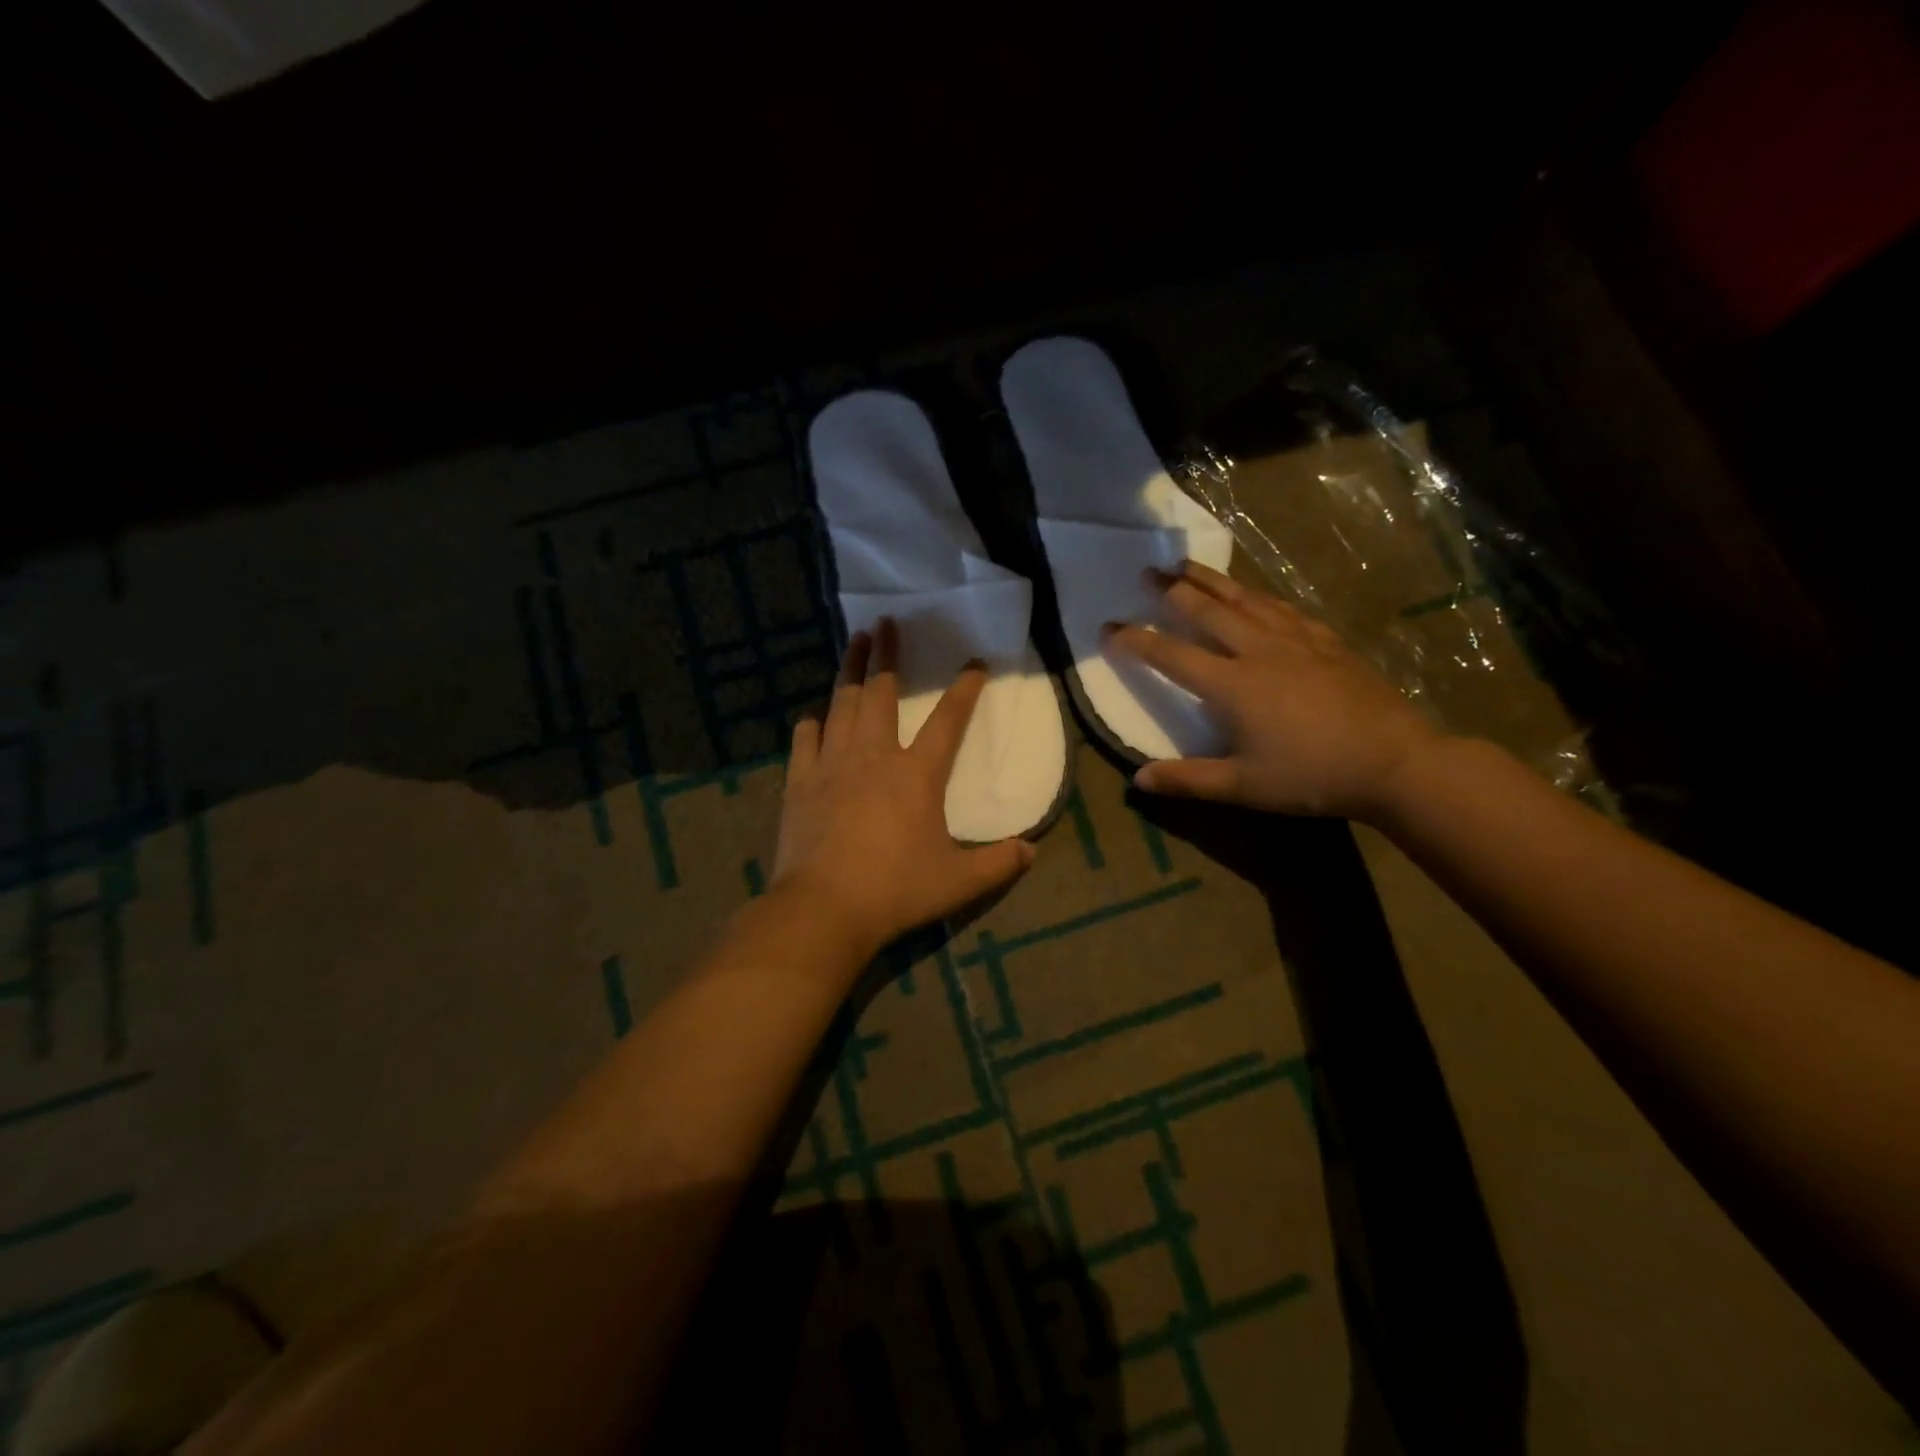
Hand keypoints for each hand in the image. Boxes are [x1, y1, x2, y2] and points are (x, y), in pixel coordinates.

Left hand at [770, 619, 1035, 957]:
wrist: (823, 907)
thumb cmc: (895, 890)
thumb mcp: (959, 882)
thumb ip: (998, 864)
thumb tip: (1032, 851)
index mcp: (916, 774)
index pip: (948, 720)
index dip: (965, 689)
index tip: (975, 663)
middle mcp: (873, 756)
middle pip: (881, 692)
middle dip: (887, 654)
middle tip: (885, 623)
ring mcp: (832, 765)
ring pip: (841, 704)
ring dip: (849, 670)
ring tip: (853, 642)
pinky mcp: (800, 782)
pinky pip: (805, 740)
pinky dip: (813, 723)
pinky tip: (814, 714)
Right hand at [1103, 561, 1444, 820]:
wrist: (1395, 761)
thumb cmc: (1312, 776)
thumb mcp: (1244, 788)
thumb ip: (1188, 780)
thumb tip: (1137, 779)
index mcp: (1232, 684)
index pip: (1171, 655)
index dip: (1135, 640)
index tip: (1108, 626)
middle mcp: (1258, 651)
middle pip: (1207, 610)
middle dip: (1172, 590)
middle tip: (1147, 571)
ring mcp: (1295, 640)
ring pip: (1245, 599)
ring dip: (1212, 579)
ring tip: (1188, 564)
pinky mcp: (1325, 641)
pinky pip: (1283, 608)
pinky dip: (1259, 596)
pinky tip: (1254, 593)